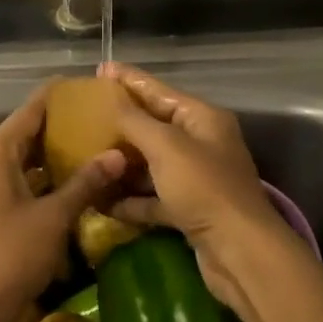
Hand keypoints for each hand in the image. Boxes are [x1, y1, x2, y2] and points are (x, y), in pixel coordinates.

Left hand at [0, 82, 125, 321]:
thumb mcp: (54, 216)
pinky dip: (45, 174)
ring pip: (25, 155)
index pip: (32, 109)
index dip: (59, 96)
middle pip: (28, 130)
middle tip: (102, 117)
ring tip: (95, 143)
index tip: (89, 87)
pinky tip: (75, 178)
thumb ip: (86, 182)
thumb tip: (118, 154)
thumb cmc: (11, 253)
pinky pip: (21, 176)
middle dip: (62, 124)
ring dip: (55, 151)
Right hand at [99, 63, 293, 313]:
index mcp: (202, 118)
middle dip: (119, 123)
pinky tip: (100, 200)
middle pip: (153, 126)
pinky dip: (130, 199)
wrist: (239, 252)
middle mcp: (200, 143)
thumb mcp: (165, 146)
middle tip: (82, 116)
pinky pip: (152, 198)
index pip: (158, 90)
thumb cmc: (203, 187)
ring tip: (84, 157)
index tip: (99, 69)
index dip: (128, 79)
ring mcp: (195, 178)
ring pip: (150, 164)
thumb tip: (110, 100)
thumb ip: (134, 120)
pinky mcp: (188, 210)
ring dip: (121, 164)